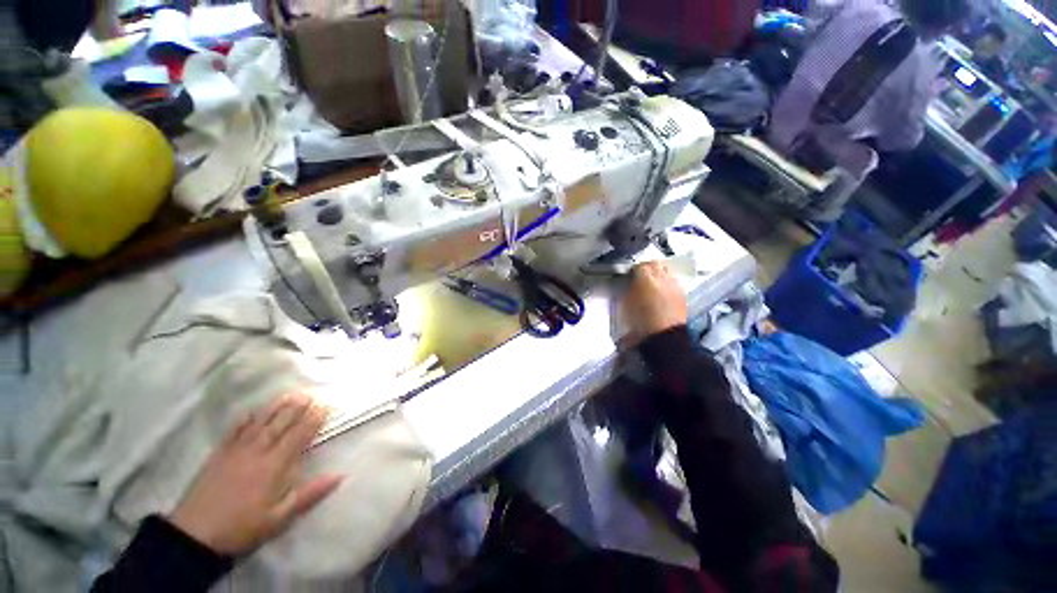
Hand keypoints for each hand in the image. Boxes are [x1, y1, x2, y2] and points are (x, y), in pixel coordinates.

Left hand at [168, 393, 342, 555]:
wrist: (194, 536)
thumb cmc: (242, 527)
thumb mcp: (279, 518)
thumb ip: (310, 494)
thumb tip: (340, 475)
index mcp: (274, 465)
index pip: (299, 435)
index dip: (313, 419)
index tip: (325, 405)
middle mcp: (257, 451)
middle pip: (280, 423)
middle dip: (297, 407)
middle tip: (311, 393)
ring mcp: (235, 451)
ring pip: (259, 422)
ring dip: (275, 407)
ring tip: (289, 394)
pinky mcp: (218, 455)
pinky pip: (233, 432)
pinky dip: (243, 420)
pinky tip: (250, 412)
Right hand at [622, 261, 686, 345]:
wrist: (665, 337)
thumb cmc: (641, 322)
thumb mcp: (627, 304)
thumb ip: (628, 289)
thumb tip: (630, 284)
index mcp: (646, 279)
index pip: (639, 266)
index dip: (633, 270)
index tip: (629, 276)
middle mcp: (662, 278)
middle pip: (655, 264)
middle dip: (647, 268)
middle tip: (640, 276)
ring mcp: (674, 285)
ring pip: (666, 271)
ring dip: (658, 274)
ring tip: (652, 283)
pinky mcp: (682, 293)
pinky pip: (673, 281)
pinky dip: (666, 283)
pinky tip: (661, 291)